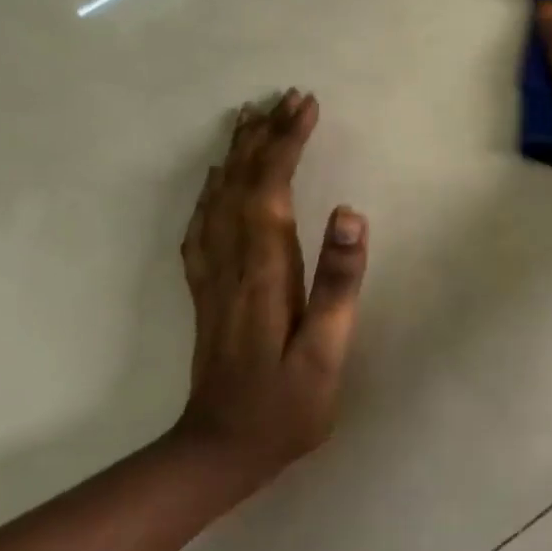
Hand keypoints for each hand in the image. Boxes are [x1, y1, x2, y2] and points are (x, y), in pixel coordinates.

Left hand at [176, 90, 367, 486]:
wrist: (217, 453)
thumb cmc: (284, 407)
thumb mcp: (325, 353)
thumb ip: (337, 283)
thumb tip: (349, 214)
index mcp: (264, 271)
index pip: (271, 189)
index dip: (287, 143)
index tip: (306, 106)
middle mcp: (231, 262)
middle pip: (241, 183)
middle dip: (264, 136)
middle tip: (286, 98)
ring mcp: (212, 276)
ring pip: (218, 198)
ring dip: (236, 154)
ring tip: (251, 118)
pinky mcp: (206, 291)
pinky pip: (202, 225)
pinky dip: (211, 191)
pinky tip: (216, 180)